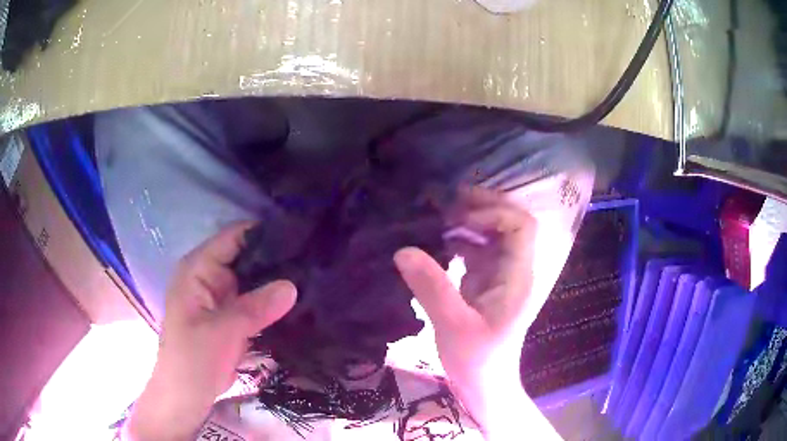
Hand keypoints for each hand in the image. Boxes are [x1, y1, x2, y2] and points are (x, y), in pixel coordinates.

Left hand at [127, 222, 296, 440]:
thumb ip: (256, 308)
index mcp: (198, 269)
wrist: (188, 393)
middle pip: (247, 256)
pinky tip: (299, 301)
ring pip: (254, 279)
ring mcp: (222, 296)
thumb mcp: (222, 331)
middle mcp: (210, 276)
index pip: (234, 238)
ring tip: (313, 278)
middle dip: (277, 259)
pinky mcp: (232, 315)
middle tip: (313, 262)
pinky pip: (256, 300)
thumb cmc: (193, 358)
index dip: (264, 234)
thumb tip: (293, 285)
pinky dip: (273, 301)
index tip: (299, 238)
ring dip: (278, 281)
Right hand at [394, 188, 559, 439]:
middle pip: (510, 223)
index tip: (460, 221)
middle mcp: (515, 270)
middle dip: (482, 208)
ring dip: (470, 221)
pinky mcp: (487, 282)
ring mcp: (502, 275)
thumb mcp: (452, 325)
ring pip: (493, 234)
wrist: (484, 383)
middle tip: (448, 203)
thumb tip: (403, 250)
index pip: (522, 227)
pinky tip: (439, 241)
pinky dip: (461, 239)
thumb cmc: (476, 360)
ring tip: (439, 218)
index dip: (494, 213)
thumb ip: (431, 287)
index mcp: (518, 277)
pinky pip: (478, 250)